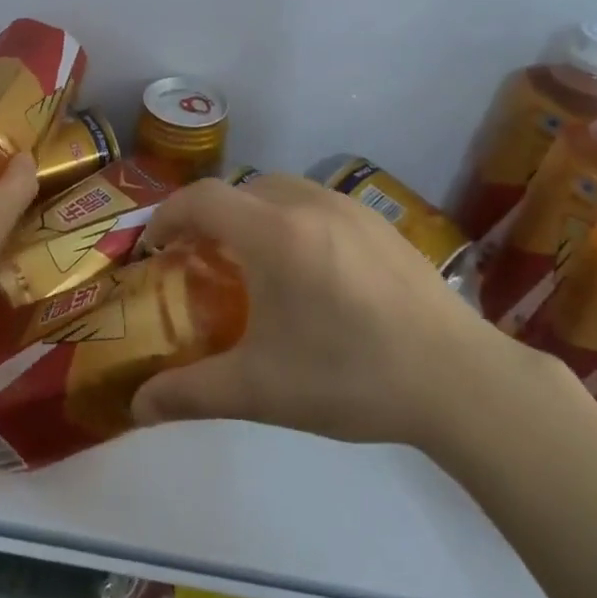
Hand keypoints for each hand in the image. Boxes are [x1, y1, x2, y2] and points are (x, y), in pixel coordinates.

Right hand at [131, 175, 562, 455]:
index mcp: (274, 233)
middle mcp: (309, 204)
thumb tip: (137, 407)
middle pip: (240, 190)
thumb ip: (191, 394)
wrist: (459, 380)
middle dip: (210, 217)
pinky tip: (309, 270)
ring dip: (253, 214)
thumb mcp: (261, 390)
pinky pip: (317, 203)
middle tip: (201, 261)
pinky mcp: (381, 223)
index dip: (167, 216)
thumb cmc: (350, 377)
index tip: (154, 249)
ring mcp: (351, 208)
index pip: (202, 198)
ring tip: (254, 263)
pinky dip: (291, 219)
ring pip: (281, 190)